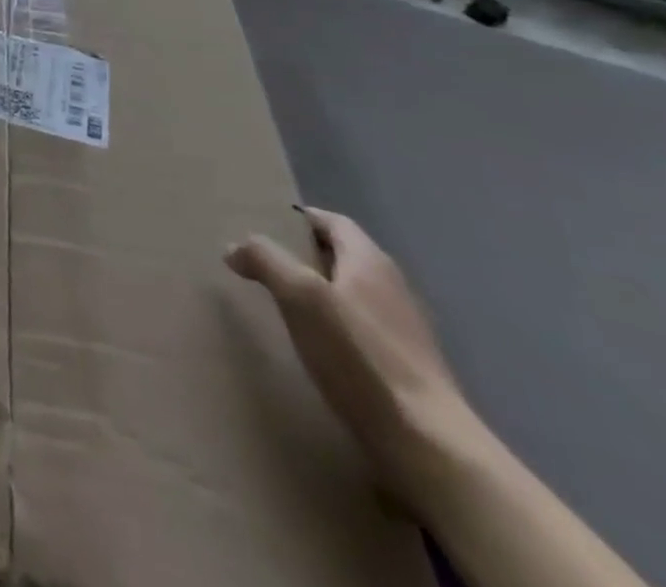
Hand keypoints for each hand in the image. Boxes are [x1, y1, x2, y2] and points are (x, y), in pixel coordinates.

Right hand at [226, 208, 479, 499]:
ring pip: (351, 295)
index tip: (264, 224)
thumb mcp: (300, 296)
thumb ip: (265, 260)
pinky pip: (360, 330)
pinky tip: (315, 348)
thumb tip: (235, 248)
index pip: (332, 221)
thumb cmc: (361, 357)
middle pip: (342, 256)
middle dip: (304, 255)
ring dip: (318, 293)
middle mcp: (392, 287)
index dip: (299, 218)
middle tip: (263, 263)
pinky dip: (334, 328)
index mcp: (370, 261)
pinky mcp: (407, 369)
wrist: (429, 447)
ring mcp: (404, 331)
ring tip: (281, 305)